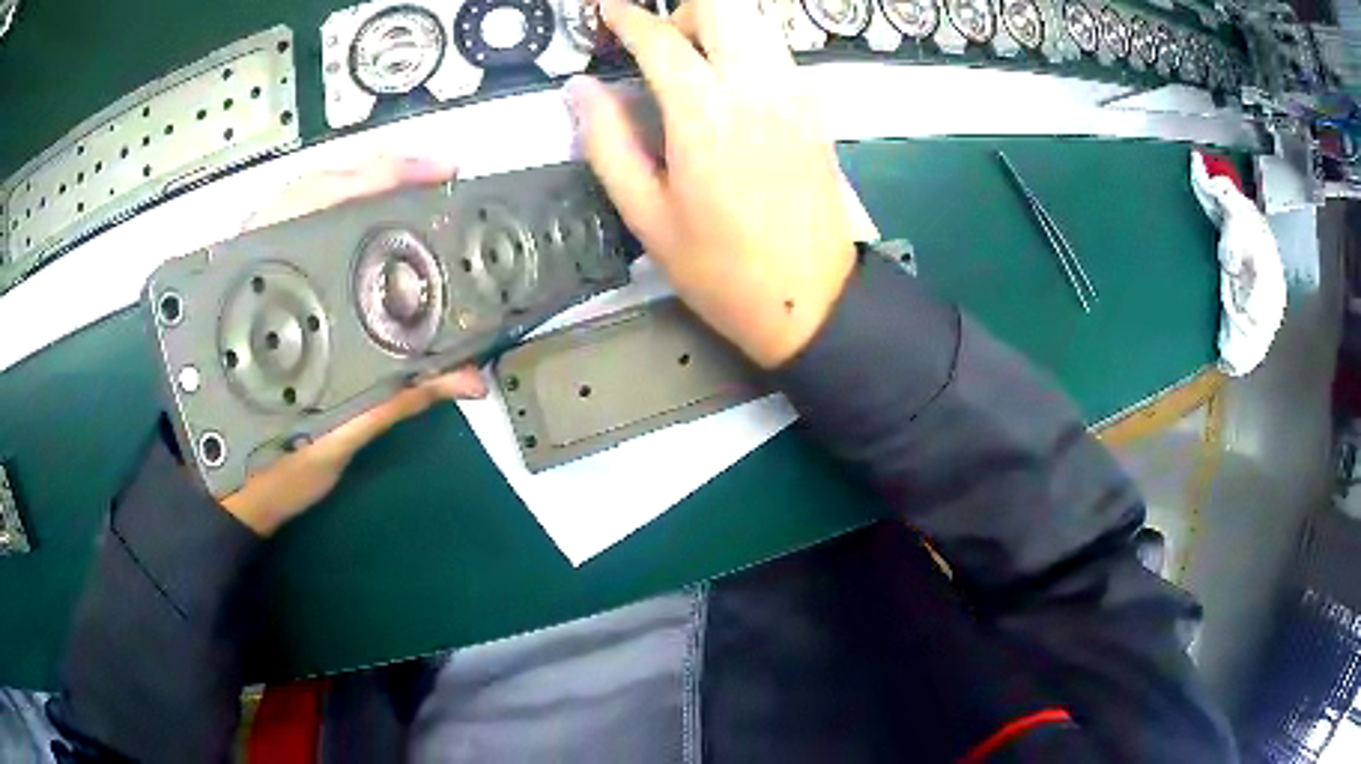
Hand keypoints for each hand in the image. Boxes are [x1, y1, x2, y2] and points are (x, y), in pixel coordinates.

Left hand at [221, 159, 487, 536]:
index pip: (311, 204)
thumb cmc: (259, 471)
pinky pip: (304, 248)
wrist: (219, 498)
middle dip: (378, 174)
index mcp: (256, 297)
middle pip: (314, 191)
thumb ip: (393, 397)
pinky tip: (375, 237)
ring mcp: (253, 282)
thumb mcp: (327, 438)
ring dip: (363, 194)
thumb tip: (465, 376)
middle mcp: (250, 273)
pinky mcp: (261, 300)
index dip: (373, 176)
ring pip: (308, 212)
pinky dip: (344, 230)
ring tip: (415, 196)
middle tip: (438, 181)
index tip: (434, 174)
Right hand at [567, 0, 855, 367]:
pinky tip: (730, 85)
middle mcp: (756, 86)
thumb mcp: (647, 216)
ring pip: (755, 20)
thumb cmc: (722, 269)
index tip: (607, 13)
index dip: (626, 18)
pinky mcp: (815, 107)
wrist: (811, 299)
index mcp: (704, 112)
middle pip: (721, 6)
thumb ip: (607, 143)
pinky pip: (777, 49)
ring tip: (693, 64)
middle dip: (681, 13)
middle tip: (658, 47)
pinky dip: (748, 46)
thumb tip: (580, 89)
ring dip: (718, 25)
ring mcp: (794, 92)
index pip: (660, 37)